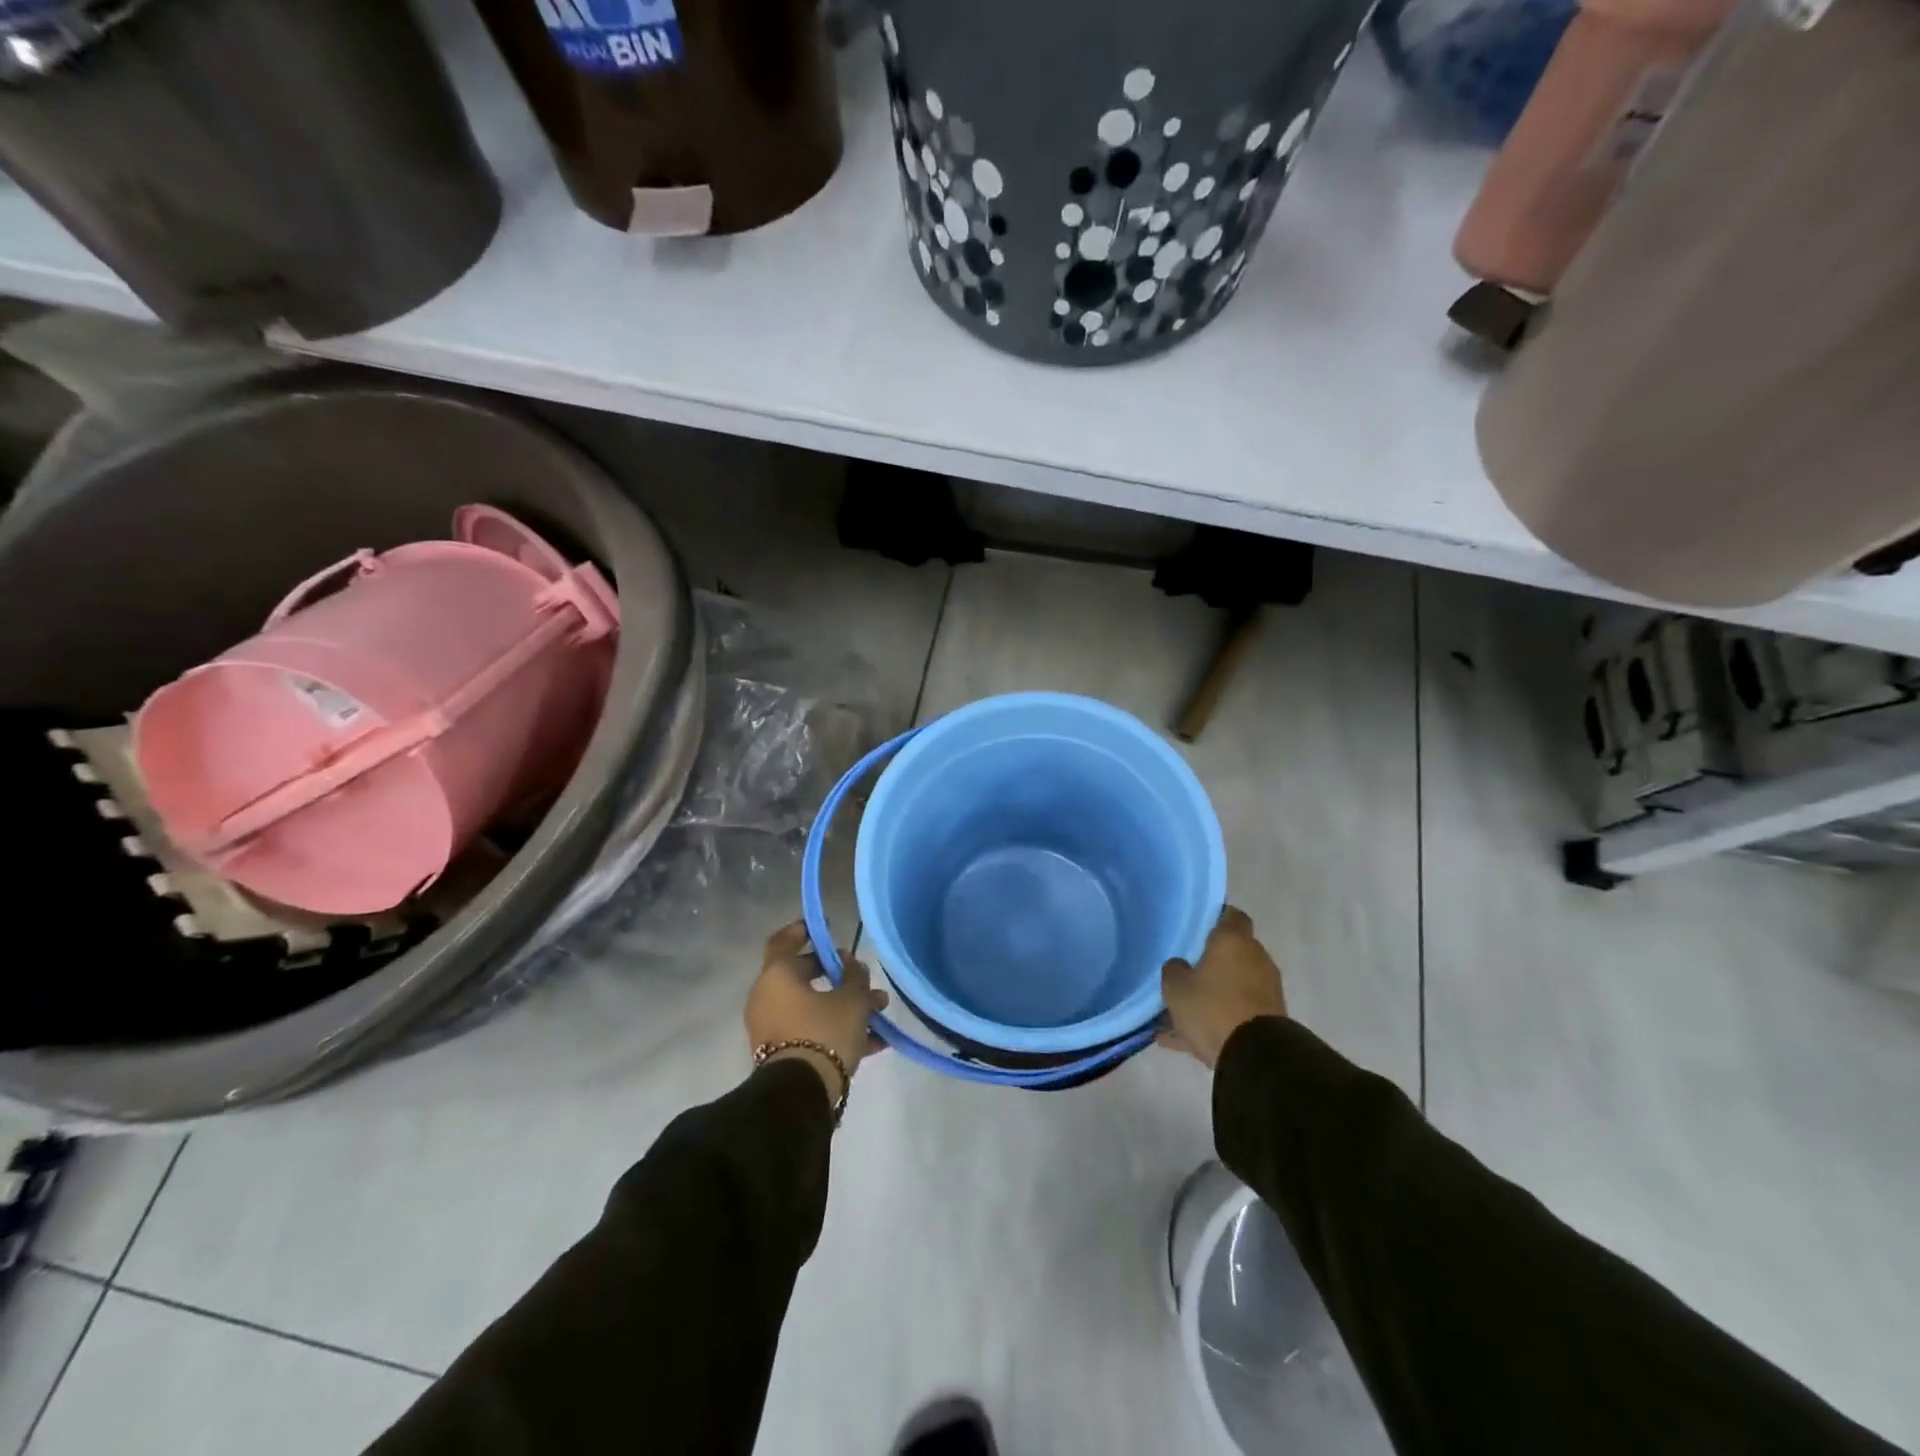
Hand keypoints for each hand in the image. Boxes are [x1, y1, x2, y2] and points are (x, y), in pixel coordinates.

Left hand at [745, 921, 889, 1100]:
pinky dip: (837, 1030)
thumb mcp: (852, 999)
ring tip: (880, 1012)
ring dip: (845, 1006)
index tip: (822, 928)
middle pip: (804, 978)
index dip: (803, 931)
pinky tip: (875, 1042)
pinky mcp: (781, 1055)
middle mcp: (767, 998)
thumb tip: (850, 965)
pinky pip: (811, 1032)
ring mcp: (771, 1028)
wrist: (801, 1094)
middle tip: (864, 978)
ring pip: (812, 1007)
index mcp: (776, 976)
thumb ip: (855, 976)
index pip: (784, 942)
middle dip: (839, 977)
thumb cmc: (824, 1032)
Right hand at [1159, 906, 1286, 1068]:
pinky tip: (1184, 1039)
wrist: (1255, 1057)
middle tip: (1183, 971)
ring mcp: (1266, 989)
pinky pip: (1236, 1011)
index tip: (1194, 928)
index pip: (1230, 915)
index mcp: (1234, 940)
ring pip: (1231, 985)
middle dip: (1209, 962)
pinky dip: (1217, 1019)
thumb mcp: (1176, 986)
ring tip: (1179, 1013)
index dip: (1214, 918)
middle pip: (1230, 952)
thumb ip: (1174, 968)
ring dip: (1212, 994)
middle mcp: (1255, 958)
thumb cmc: (1212, 1007)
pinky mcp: (1270, 1018)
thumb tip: (1180, 965)